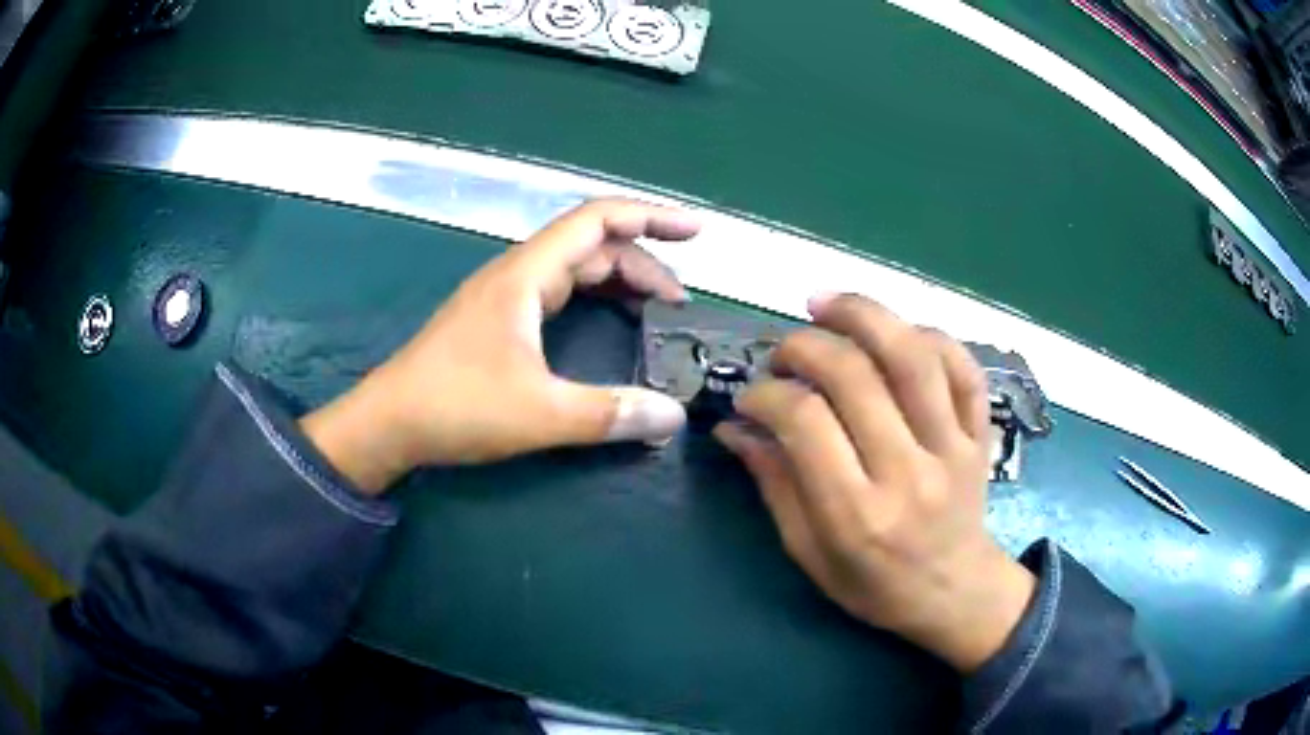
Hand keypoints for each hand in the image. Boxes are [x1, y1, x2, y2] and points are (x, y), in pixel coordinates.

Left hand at [301, 199, 700, 492]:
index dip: (650, 217)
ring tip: (656, 307)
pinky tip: (607, 320)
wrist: (388, 423)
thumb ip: (608, 414)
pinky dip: (593, 298)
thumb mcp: (539, 414)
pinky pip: (557, 292)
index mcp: (525, 275)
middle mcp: (516, 274)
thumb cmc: (455, 407)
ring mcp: (504, 296)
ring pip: (573, 268)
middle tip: (679, 301)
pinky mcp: (497, 321)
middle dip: (642, 262)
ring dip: (619, 280)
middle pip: (591, 245)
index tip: (694, 231)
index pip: (597, 221)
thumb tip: (673, 418)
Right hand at [713, 294, 1034, 672]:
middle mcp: (909, 472)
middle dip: (804, 346)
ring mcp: (953, 447)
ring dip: (863, 315)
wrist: (955, 593)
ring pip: (913, 356)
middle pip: (855, 375)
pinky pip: (961, 365)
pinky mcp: (980, 433)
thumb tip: (735, 427)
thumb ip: (775, 486)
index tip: (749, 397)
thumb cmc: (874, 585)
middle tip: (782, 354)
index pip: (806, 421)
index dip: (766, 394)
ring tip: (825, 305)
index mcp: (858, 515)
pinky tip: (893, 332)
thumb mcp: (810, 553)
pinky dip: (926, 334)